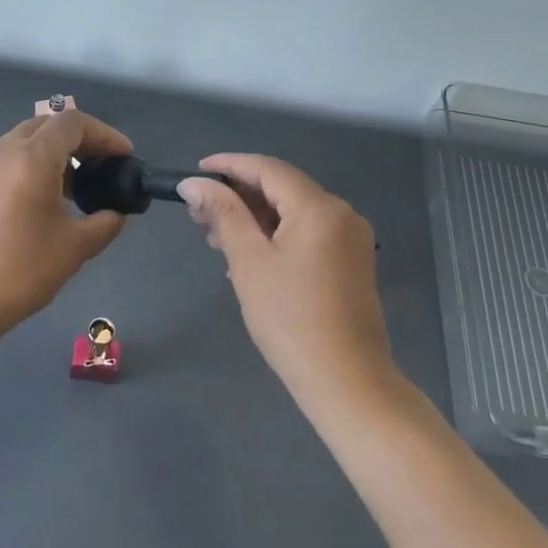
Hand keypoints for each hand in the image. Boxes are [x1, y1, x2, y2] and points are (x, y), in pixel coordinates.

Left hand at [0, 111, 134, 343]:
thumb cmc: (18, 273)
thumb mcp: (73, 249)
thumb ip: (104, 224)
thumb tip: (116, 214)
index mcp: (31, 159)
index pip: (73, 123)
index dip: (105, 134)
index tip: (123, 157)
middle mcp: (1, 151)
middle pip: (45, 125)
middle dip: (77, 140)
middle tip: (99, 168)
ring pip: (20, 142)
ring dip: (49, 154)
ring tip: (68, 190)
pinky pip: (0, 162)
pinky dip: (25, 168)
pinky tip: (31, 205)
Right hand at [177, 154, 394, 407]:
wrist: (347, 382)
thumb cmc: (290, 319)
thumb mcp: (249, 262)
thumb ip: (223, 214)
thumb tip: (195, 183)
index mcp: (319, 207)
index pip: (268, 168)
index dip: (229, 165)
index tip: (196, 171)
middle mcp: (341, 214)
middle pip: (282, 188)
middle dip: (238, 195)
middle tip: (198, 212)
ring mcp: (350, 239)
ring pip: (293, 212)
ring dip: (254, 217)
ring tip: (215, 236)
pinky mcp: (351, 263)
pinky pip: (307, 233)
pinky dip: (275, 235)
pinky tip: (248, 255)